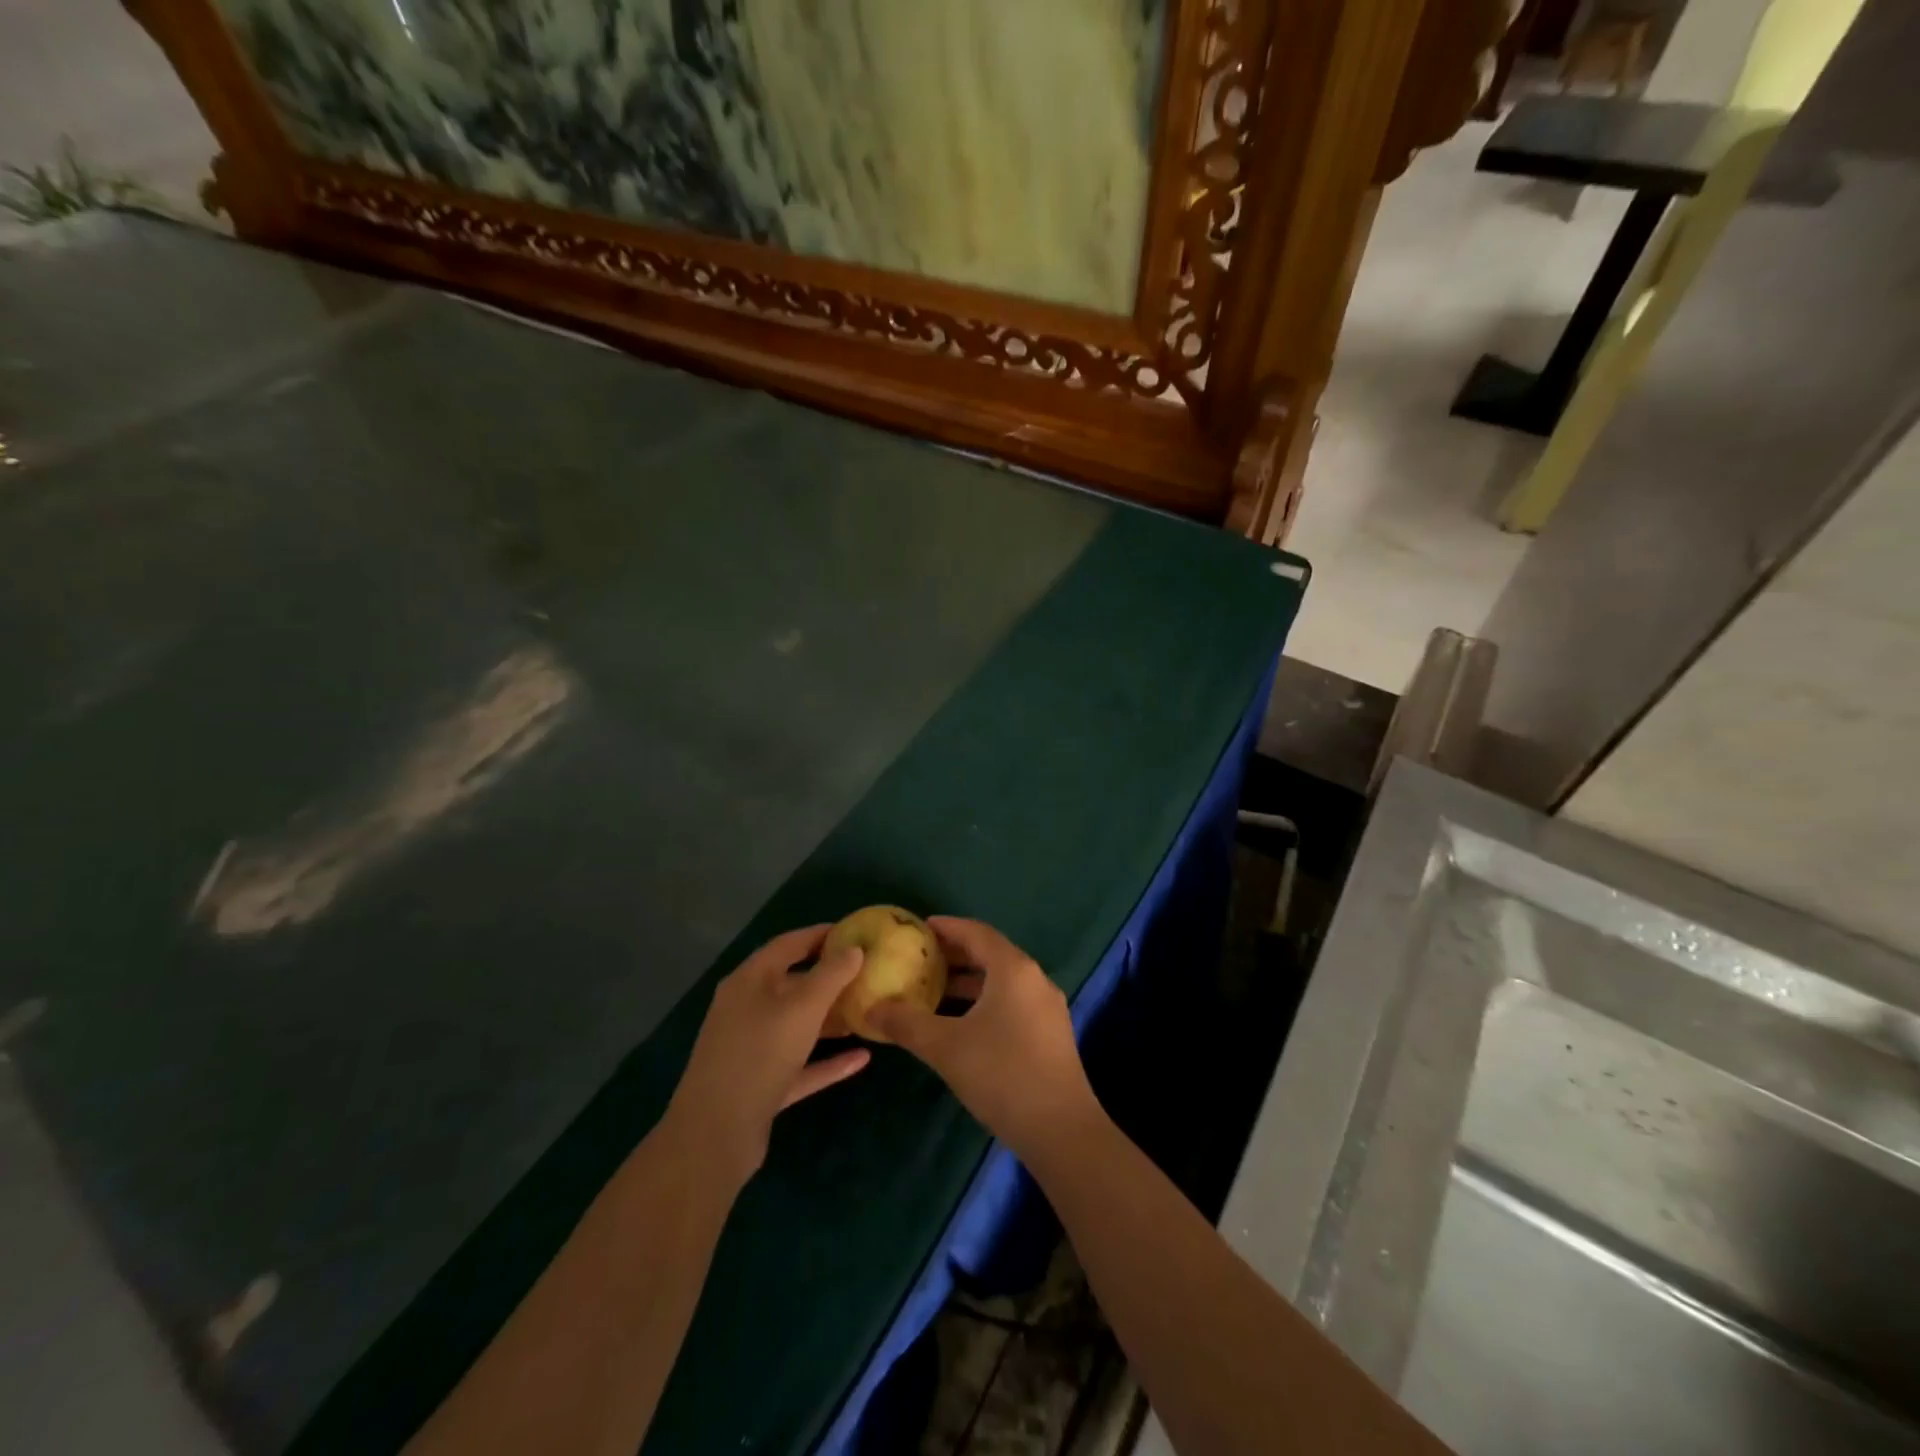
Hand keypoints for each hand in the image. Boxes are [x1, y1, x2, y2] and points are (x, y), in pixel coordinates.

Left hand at [664, 925, 869, 1185]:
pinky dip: (827, 1060)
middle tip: (866, 973)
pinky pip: (799, 1064)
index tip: (855, 932)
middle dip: (829, 978)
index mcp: (749, 980)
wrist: (715, 1133)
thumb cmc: (761, 1053)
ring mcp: (751, 1048)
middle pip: (792, 984)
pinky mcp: (760, 1084)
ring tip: (866, 1012)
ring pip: (796, 1025)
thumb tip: (854, 948)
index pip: (788, 944)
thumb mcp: (803, 1006)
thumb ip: (832, 974)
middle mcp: (746, 1008)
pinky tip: (861, 1059)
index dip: (821, 934)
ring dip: (829, 1019)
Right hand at [870, 917, 1102, 1160]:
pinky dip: (984, 1001)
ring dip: (969, 982)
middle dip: (955, 955)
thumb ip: (906, 1023)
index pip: (977, 933)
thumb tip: (872, 1009)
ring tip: (933, 990)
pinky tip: (961, 1023)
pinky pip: (1012, 1002)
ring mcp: (1046, 1008)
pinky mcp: (1050, 1034)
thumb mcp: (945, 1047)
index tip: (919, 928)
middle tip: (921, 959)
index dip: (947, 927)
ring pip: (1002, 981)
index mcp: (1013, 969)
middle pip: (991, 954)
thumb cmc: (1001, 1074)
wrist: (1060, 1130)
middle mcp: (1034, 979)